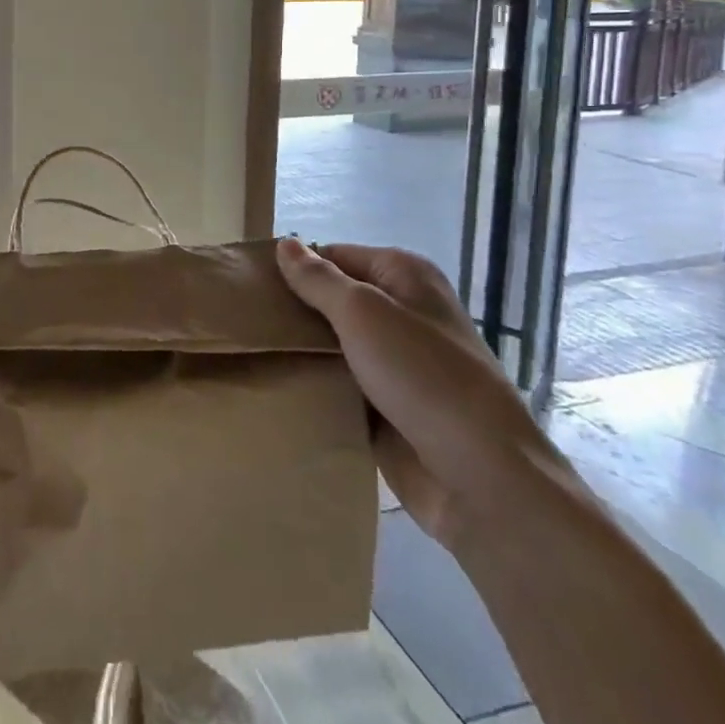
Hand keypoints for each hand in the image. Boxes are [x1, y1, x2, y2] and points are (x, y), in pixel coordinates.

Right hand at [275, 238, 578, 552]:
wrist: (482, 479)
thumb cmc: (423, 377)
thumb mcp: (363, 313)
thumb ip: (319, 279)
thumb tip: (285, 243)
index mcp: (404, 276)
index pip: (334, 255)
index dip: (295, 267)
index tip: (251, 285)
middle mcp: (402, 312)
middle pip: (333, 299)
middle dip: (294, 309)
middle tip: (242, 319)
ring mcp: (396, 362)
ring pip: (333, 343)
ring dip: (301, 350)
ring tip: (249, 350)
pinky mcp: (387, 405)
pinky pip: (341, 383)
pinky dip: (316, 384)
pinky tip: (278, 384)